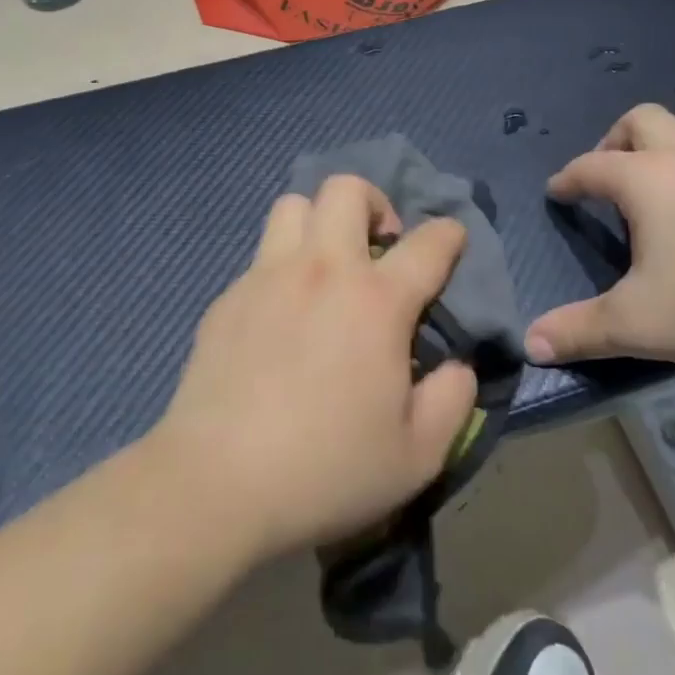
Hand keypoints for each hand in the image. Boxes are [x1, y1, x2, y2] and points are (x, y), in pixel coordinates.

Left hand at [148, 176, 476, 563]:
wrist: (216, 484)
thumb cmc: (327, 469)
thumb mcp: (418, 455)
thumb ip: (453, 400)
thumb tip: (458, 365)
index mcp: (376, 301)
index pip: (429, 242)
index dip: (450, 233)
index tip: (452, 241)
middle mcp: (323, 270)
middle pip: (346, 189)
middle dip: (374, 203)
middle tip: (379, 247)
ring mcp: (267, 277)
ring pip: (294, 206)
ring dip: (320, 222)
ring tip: (327, 266)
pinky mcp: (227, 298)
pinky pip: (261, 256)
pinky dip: (282, 267)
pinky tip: (281, 316)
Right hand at [526, 104, 674, 376]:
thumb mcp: (637, 324)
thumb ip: (578, 331)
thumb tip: (530, 344)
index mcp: (647, 179)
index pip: (592, 165)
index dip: (568, 178)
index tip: (557, 193)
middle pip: (643, 119)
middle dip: (615, 140)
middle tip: (607, 180)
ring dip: (663, 146)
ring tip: (656, 190)